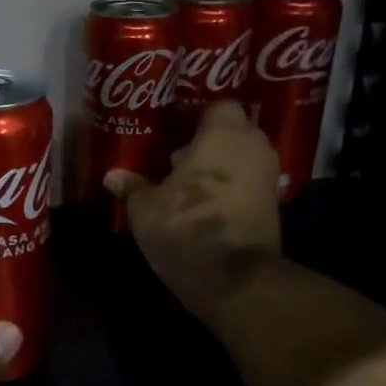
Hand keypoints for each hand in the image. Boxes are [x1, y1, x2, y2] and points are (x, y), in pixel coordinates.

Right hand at [104, 101, 283, 318]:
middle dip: (207, 141)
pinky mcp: (272, 207)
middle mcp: (253, 148)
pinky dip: (229, 188)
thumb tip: (112, 176)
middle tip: (174, 156)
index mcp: (223, 134)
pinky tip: (201, 204)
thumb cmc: (185, 226)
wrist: (234, 279)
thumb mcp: (144, 208)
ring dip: (218, 166)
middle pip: (233, 131)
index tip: (172, 127)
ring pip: (241, 159)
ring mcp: (268, 178)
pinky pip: (247, 183)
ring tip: (184, 183)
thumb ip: (132, 186)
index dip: (196, 114)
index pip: (218, 105)